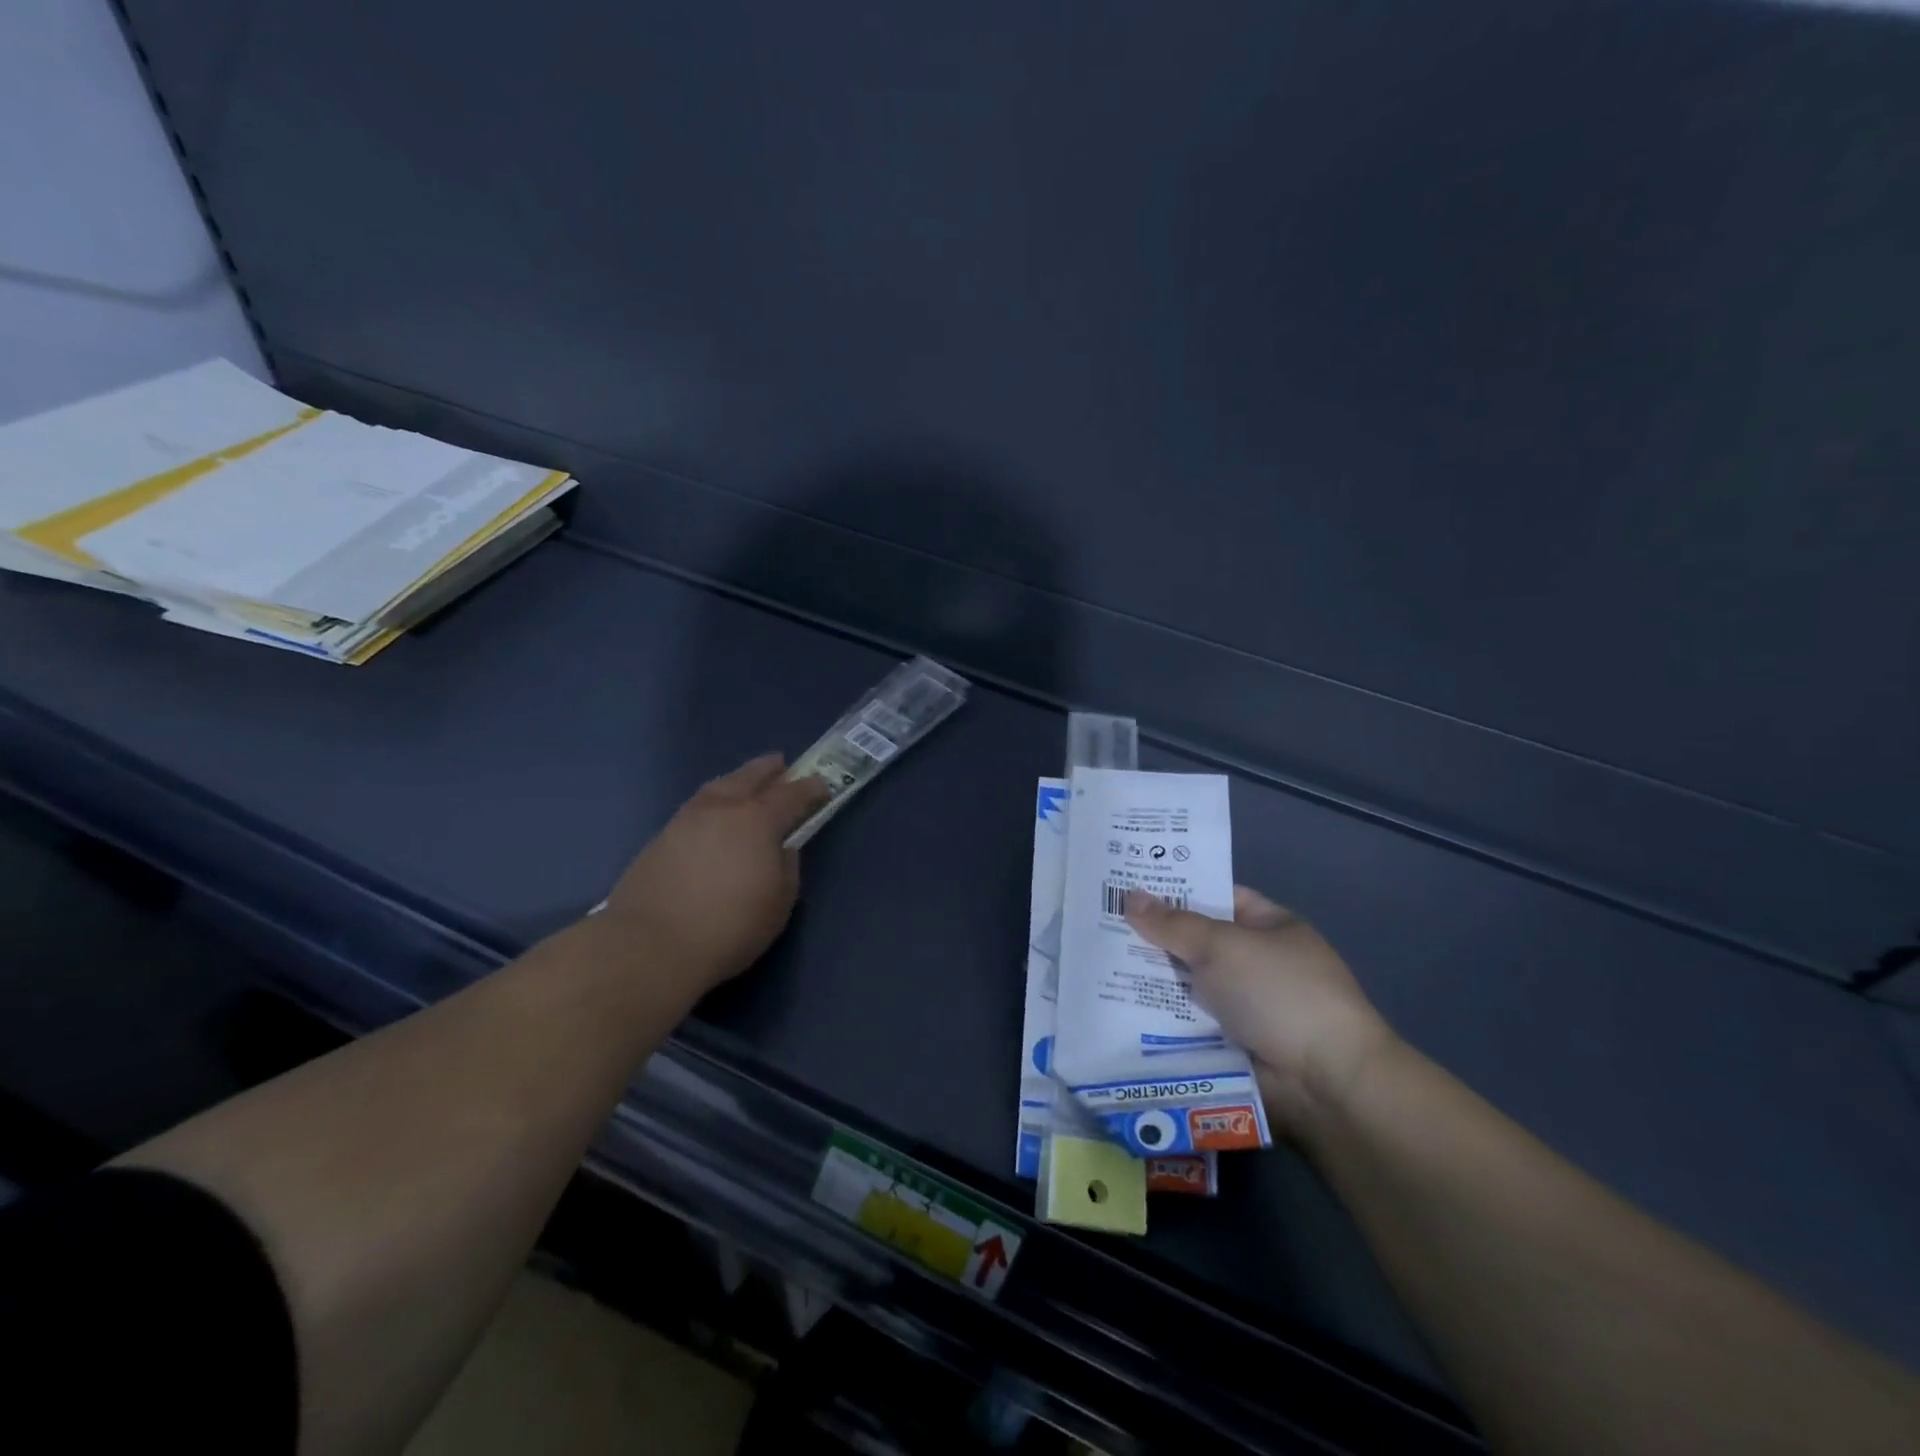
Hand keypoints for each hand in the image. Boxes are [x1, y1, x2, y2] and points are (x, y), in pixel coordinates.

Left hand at [602, 754, 830, 994]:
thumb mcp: (779, 902)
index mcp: (757, 820)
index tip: (822, 787)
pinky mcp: (659, 840)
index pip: (791, 794)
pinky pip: (695, 809)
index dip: (809, 789)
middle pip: (748, 778)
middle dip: (768, 770)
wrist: (651, 946)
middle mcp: (721, 810)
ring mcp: (685, 821)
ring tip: (744, 785)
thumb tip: (782, 850)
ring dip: (736, 782)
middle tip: (780, 765)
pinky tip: (713, 819)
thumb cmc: (730, 926)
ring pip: (716, 788)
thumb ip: (786, 867)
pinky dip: (712, 805)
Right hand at [1125, 886, 1397, 1135]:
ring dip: (1150, 980)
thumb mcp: (1222, 946)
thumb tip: (1129, 896)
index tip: (1128, 885)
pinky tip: (1116, 1008)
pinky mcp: (1230, 1044)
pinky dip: (1159, 1018)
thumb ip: (1173, 924)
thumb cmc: (1279, 993)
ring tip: (1095, 964)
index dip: (1174, 889)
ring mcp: (1244, 1005)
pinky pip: (1186, 1022)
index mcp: (1268, 926)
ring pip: (1186, 984)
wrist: (1324, 1082)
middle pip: (1195, 941)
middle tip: (1098, 923)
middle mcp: (1256, 962)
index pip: (1215, 895)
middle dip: (1153, 937)